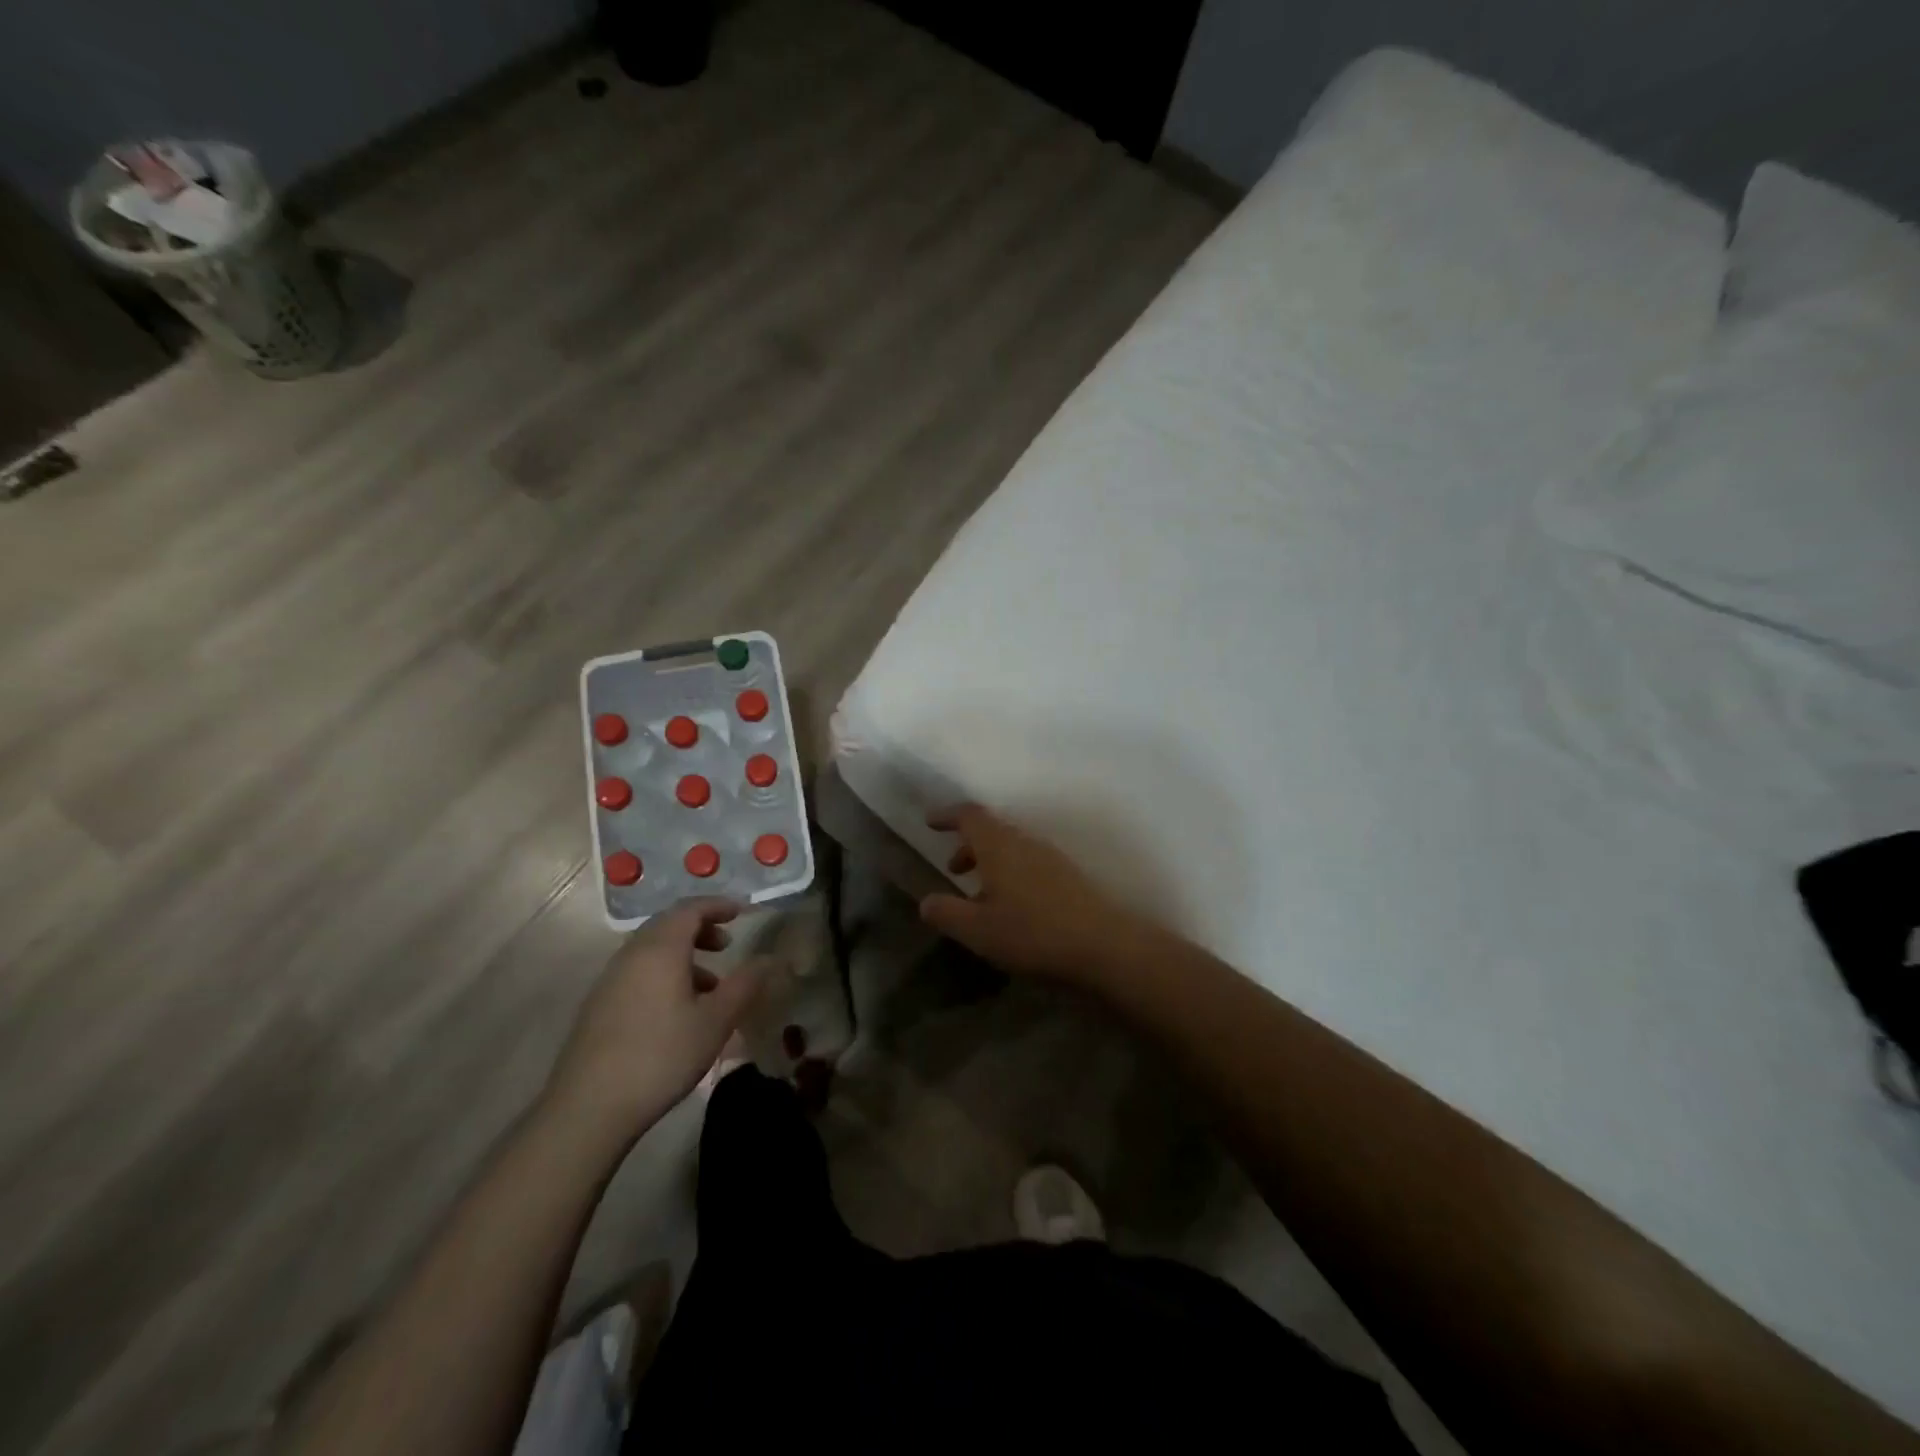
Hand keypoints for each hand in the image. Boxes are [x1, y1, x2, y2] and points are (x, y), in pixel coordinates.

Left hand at [544, 898, 767, 1141]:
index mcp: (661, 948)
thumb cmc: (661, 1056)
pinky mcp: (599, 1004)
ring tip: (710, 984)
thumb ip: (745, 984)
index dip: (719, 905)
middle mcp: (632, 954)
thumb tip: (770, 958)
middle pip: (669, 925)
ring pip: (652, 950)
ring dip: (684, 955)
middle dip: (701, 928)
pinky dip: (664, 973)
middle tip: (727, 946)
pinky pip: (638, 971)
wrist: (588, 1108)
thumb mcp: (716, 1021)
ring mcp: (610, 979)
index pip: (691, 909)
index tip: (743, 912)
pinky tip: (678, 1010)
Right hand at [919, 803, 1156, 982]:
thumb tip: (926, 901)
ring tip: (979, 896)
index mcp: (999, 846)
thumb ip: (947, 913)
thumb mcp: (978, 930)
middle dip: (968, 845)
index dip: (948, 815)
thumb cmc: (1032, 932)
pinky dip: (1010, 874)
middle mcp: (1025, 843)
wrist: (1103, 945)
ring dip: (990, 863)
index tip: (931, 822)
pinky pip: (1029, 864)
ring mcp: (1051, 858)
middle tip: (953, 870)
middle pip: (992, 831)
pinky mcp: (1068, 877)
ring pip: (1012, 848)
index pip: (970, 816)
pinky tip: (1011, 909)